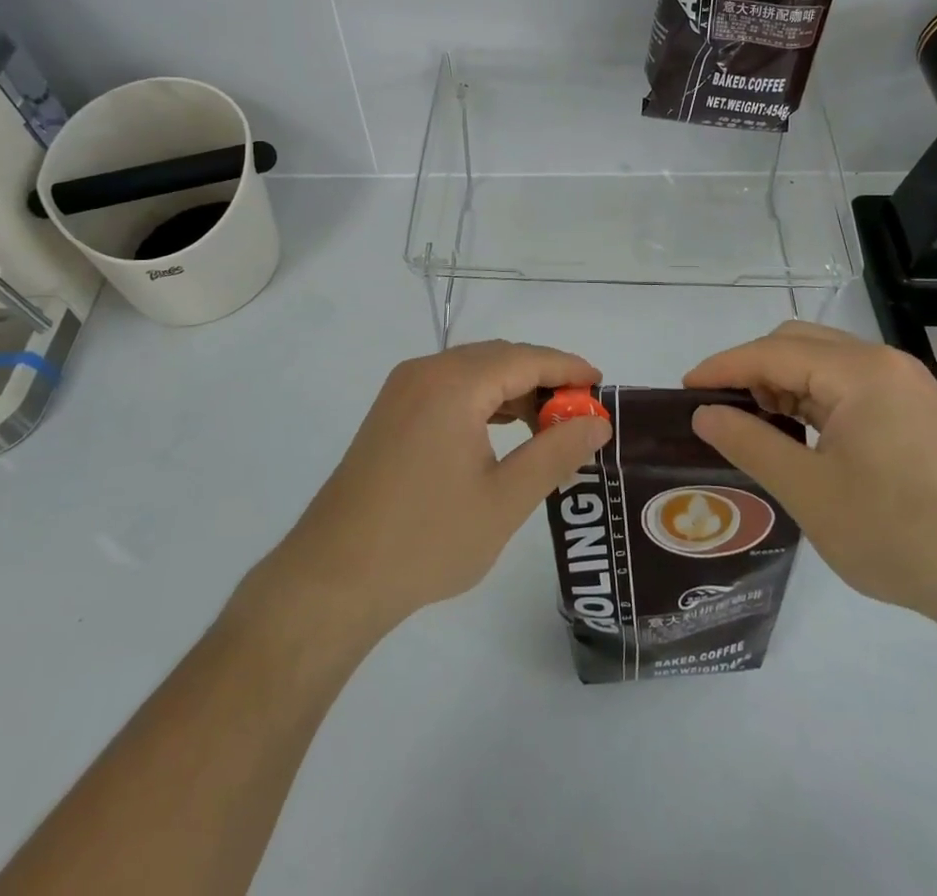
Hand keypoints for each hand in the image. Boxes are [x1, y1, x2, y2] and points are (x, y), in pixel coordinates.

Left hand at [272, 340, 611, 637]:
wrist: (334, 577)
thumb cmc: (427, 539)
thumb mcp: (505, 500)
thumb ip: (555, 452)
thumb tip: (596, 422)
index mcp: (453, 383)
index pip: (524, 358)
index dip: (567, 368)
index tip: (602, 386)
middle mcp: (425, 372)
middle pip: (498, 358)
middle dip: (542, 379)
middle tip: (579, 414)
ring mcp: (402, 391)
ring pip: (472, 372)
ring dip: (512, 390)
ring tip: (547, 426)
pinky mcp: (391, 413)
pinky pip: (448, 388)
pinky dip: (482, 401)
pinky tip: (502, 431)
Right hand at [684, 321, 936, 623]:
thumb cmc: (899, 534)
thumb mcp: (809, 491)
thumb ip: (749, 443)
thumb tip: (704, 413)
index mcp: (860, 372)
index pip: (771, 352)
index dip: (723, 368)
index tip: (684, 390)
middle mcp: (883, 363)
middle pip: (798, 343)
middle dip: (752, 370)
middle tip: (722, 411)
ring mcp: (905, 385)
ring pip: (823, 362)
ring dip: (783, 383)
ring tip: (758, 426)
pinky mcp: (916, 410)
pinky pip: (848, 385)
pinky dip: (813, 398)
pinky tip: (801, 433)